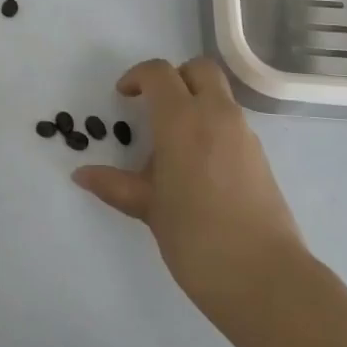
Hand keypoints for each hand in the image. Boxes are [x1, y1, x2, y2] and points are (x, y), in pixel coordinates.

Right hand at [72, 57, 306, 320]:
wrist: (264, 277)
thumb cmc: (195, 237)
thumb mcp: (148, 208)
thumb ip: (115, 185)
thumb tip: (82, 175)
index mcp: (183, 120)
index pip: (159, 73)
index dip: (137, 77)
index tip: (123, 97)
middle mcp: (217, 116)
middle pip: (199, 69)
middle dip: (175, 77)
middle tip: (154, 106)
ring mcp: (244, 135)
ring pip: (219, 96)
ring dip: (195, 103)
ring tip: (172, 146)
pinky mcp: (260, 158)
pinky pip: (232, 124)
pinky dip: (212, 128)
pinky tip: (197, 169)